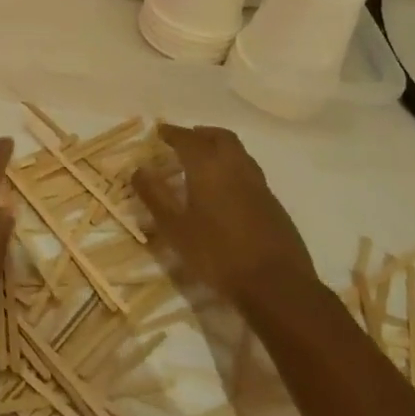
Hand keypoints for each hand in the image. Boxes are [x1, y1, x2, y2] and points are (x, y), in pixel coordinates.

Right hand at [132, 124, 315, 298]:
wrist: (276, 284)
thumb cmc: (217, 253)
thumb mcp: (175, 228)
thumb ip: (155, 195)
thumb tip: (139, 169)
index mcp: (209, 167)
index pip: (187, 139)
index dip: (172, 132)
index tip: (159, 130)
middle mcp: (235, 166)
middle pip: (219, 137)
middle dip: (200, 134)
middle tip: (184, 140)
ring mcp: (258, 184)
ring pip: (238, 152)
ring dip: (219, 148)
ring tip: (203, 161)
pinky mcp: (273, 203)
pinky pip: (249, 171)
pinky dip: (233, 167)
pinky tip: (225, 190)